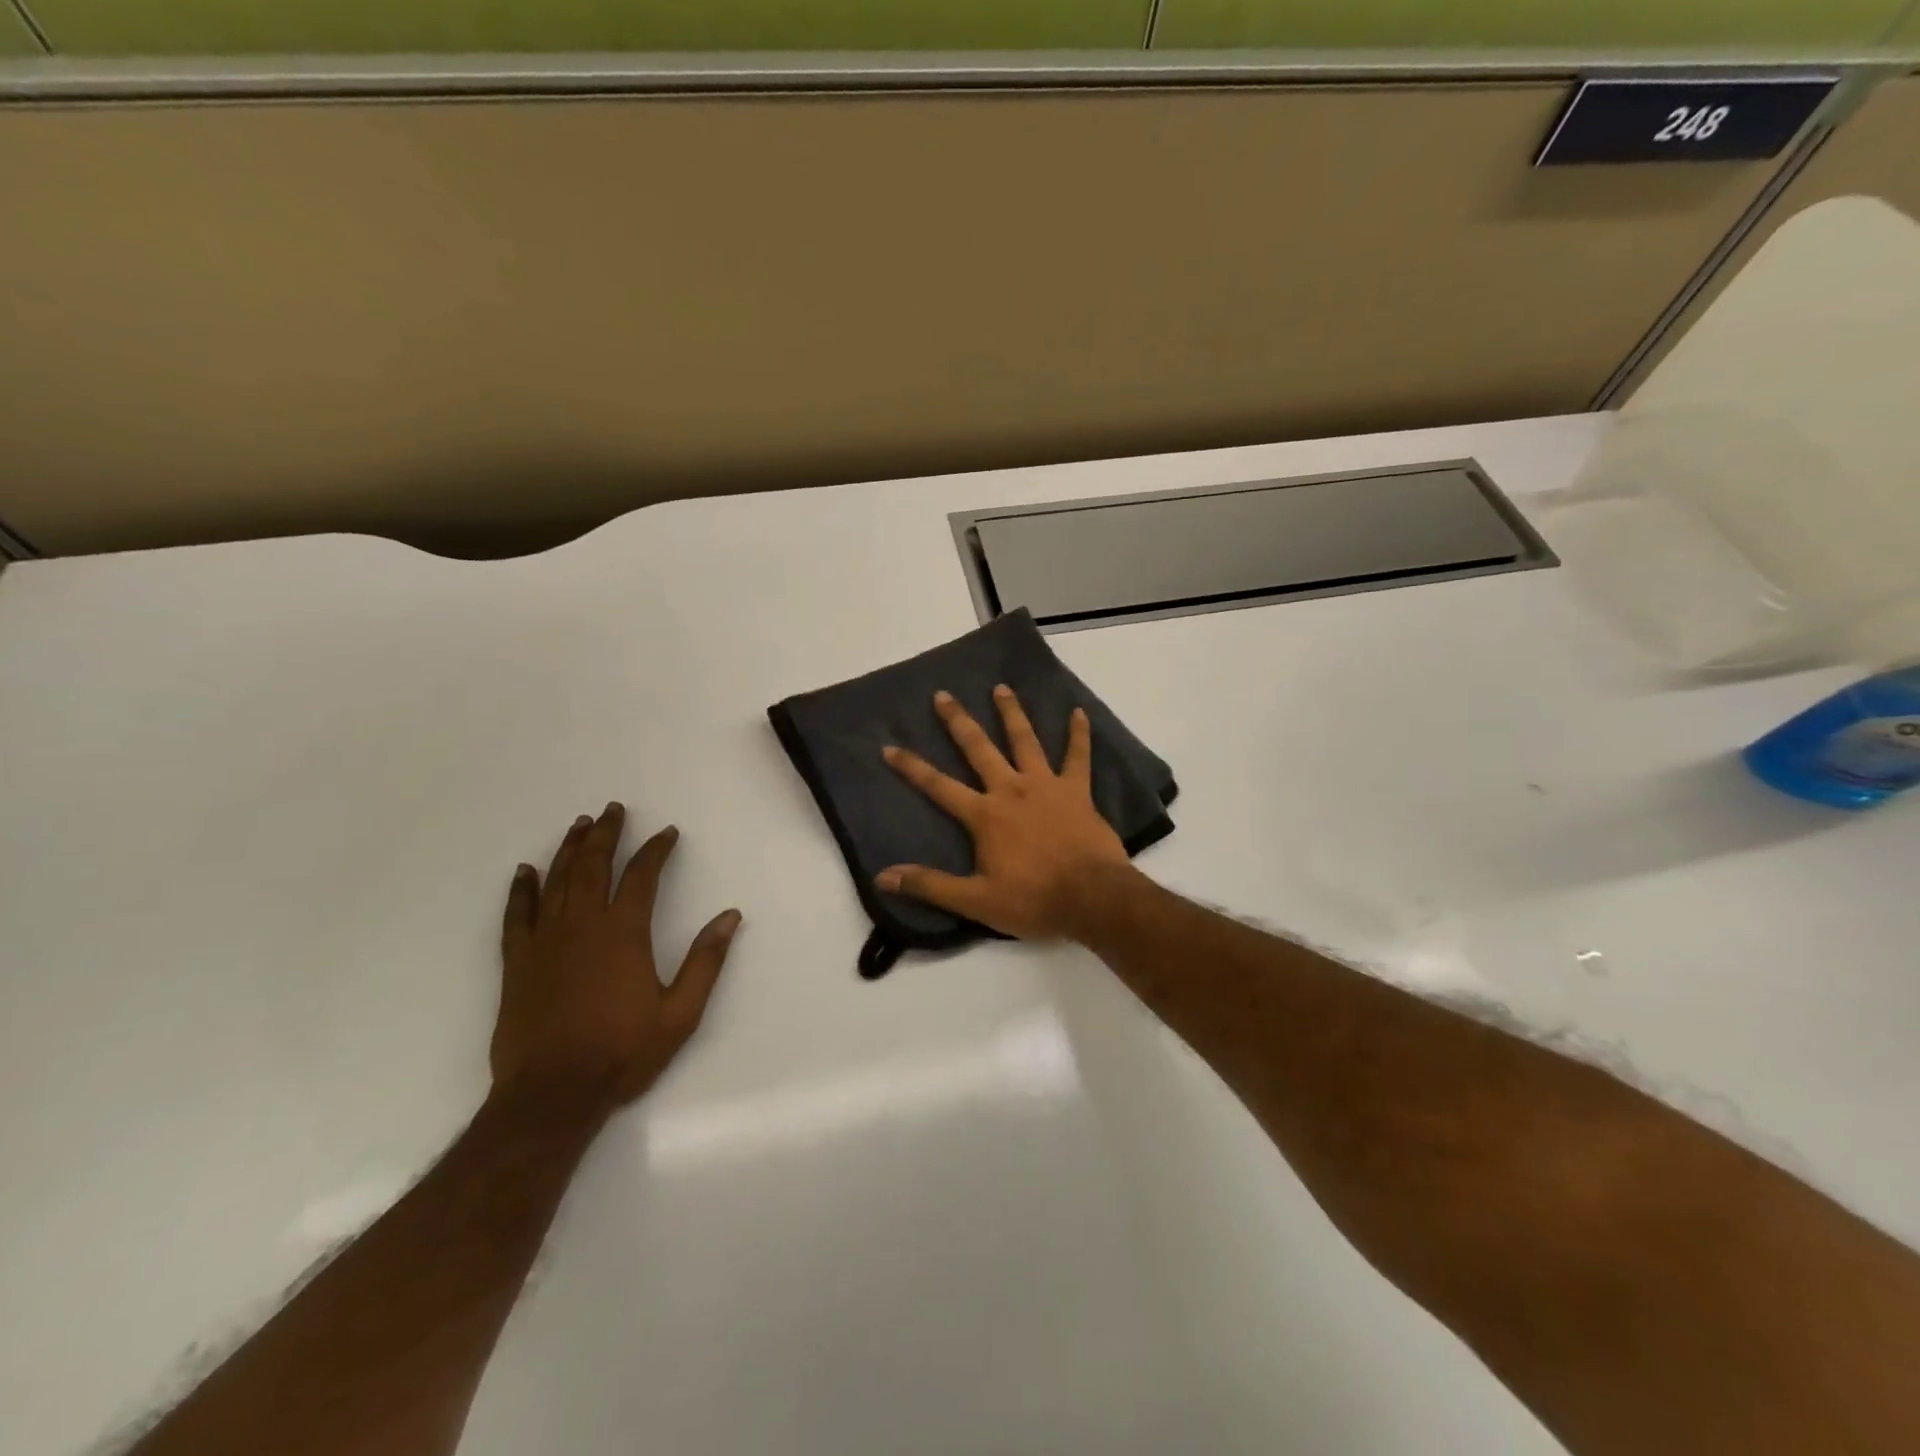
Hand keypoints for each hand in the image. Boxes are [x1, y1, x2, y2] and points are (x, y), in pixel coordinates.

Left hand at [491, 803, 741, 1115]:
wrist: (552, 1095)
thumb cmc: (622, 1052)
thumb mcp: (680, 1012)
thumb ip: (705, 961)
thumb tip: (729, 916)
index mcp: (624, 933)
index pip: (642, 876)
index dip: (656, 850)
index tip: (667, 833)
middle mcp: (583, 926)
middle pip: (593, 866)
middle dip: (605, 834)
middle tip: (613, 809)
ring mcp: (545, 942)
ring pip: (556, 882)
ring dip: (569, 850)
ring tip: (579, 825)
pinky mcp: (517, 963)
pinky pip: (517, 915)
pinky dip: (521, 890)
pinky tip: (525, 872)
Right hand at [877, 686, 1134, 940]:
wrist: (1092, 898)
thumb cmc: (1033, 900)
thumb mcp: (975, 901)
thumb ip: (930, 885)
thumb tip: (883, 877)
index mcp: (984, 815)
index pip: (938, 786)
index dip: (912, 767)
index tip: (890, 746)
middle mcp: (1011, 790)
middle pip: (979, 749)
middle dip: (958, 722)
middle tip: (943, 695)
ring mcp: (1046, 785)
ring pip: (1025, 741)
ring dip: (1012, 713)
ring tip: (1002, 688)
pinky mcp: (1077, 790)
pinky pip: (1078, 756)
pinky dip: (1079, 734)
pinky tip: (1079, 712)